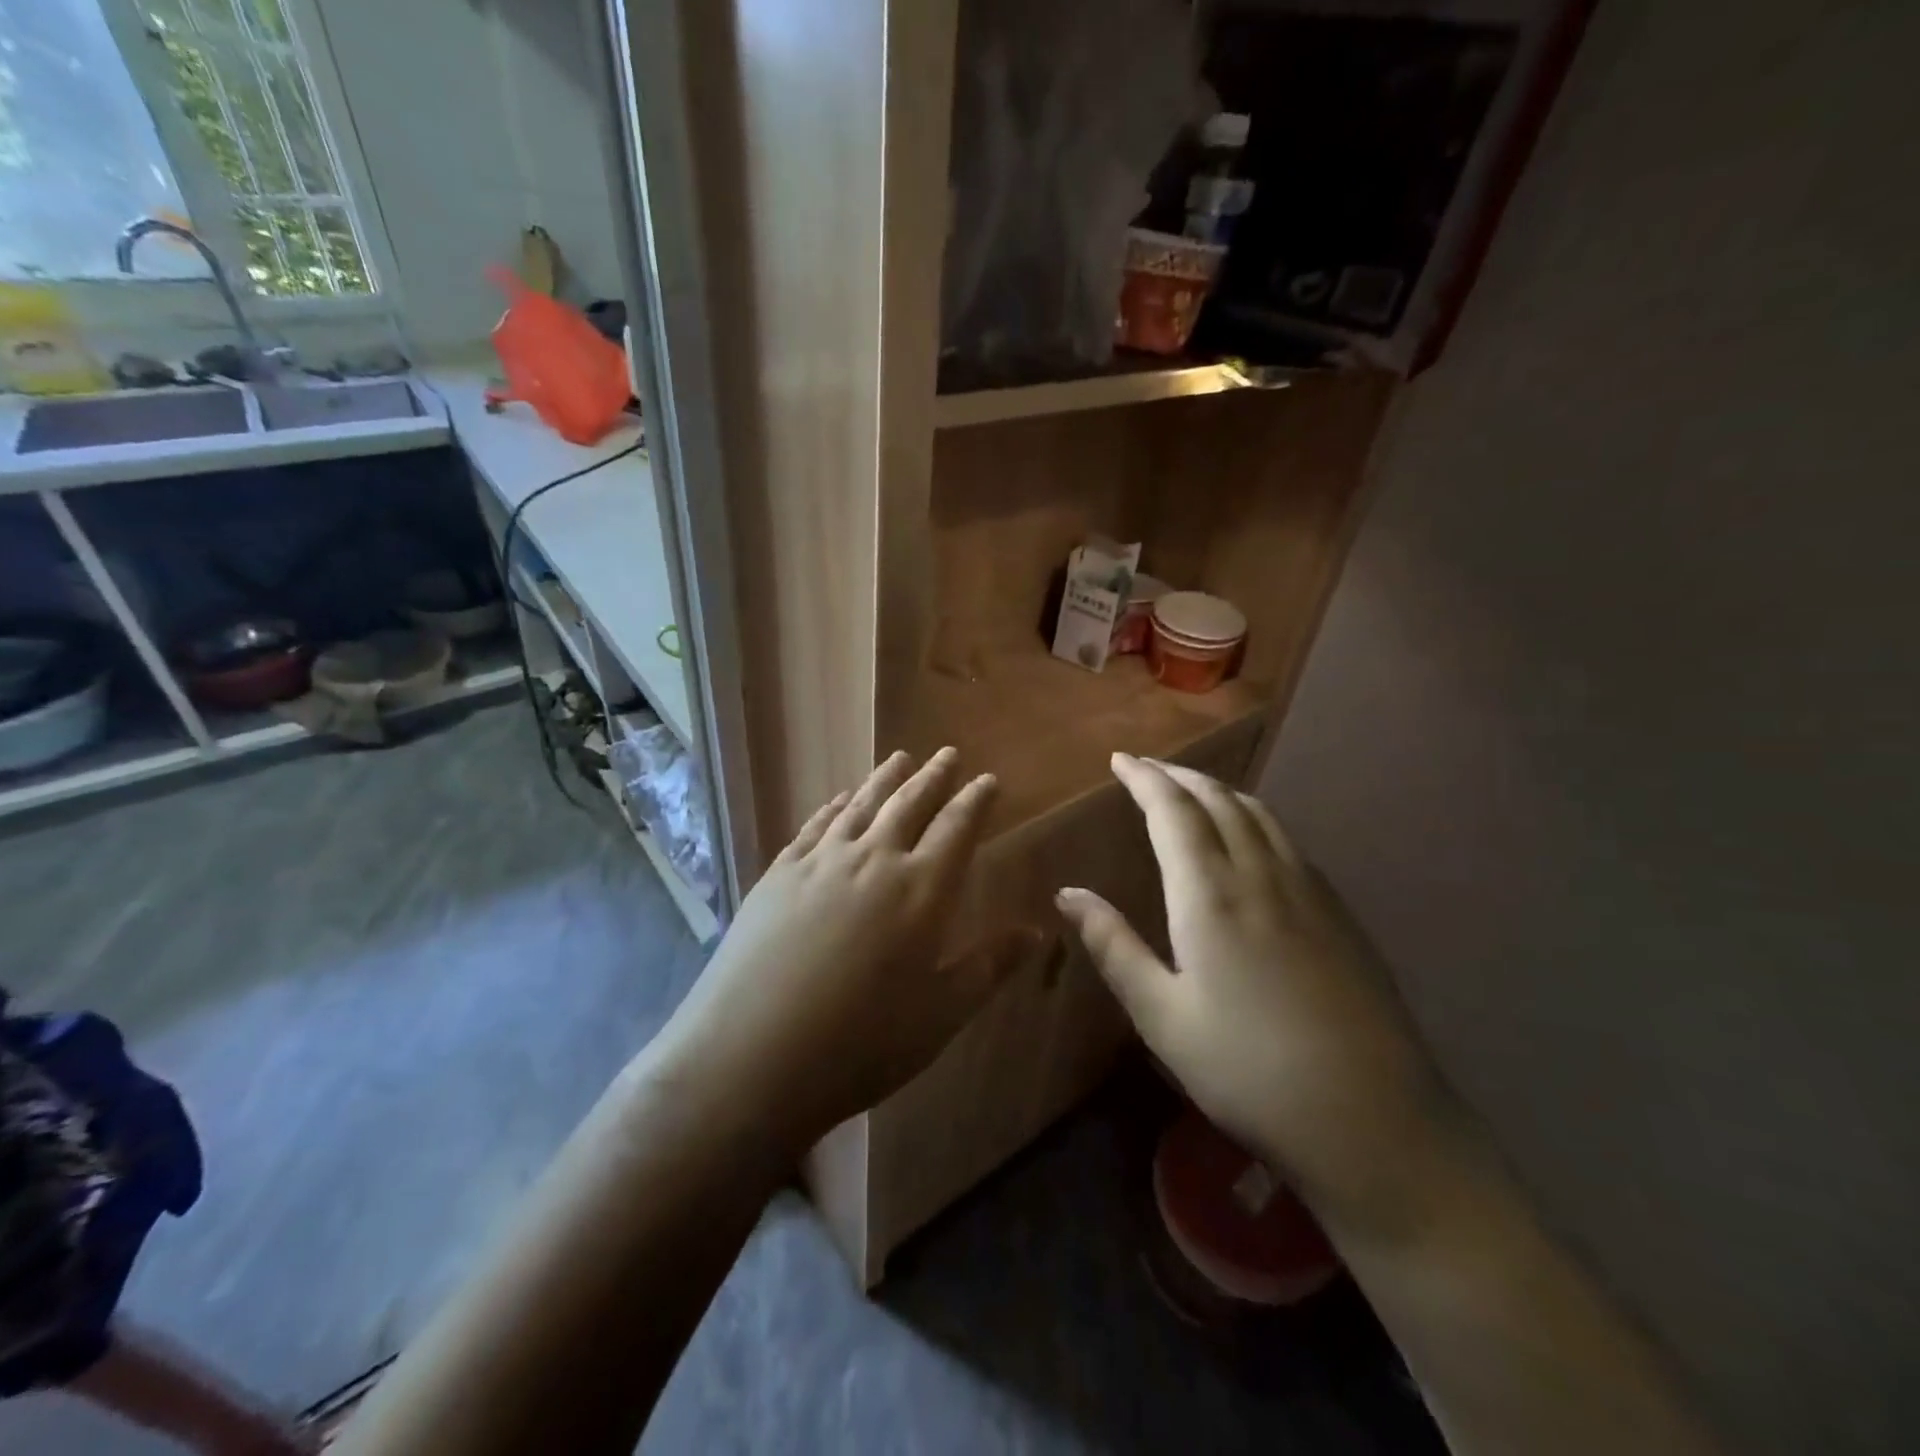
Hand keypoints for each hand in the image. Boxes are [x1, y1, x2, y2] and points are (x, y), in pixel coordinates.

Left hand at [652, 749, 1001, 1155]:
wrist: (750, 1056)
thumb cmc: (860, 1044)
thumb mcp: (940, 1015)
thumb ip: (989, 966)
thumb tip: (1036, 931)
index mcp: (921, 890)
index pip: (957, 828)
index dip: (976, 800)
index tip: (988, 779)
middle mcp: (874, 859)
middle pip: (910, 804)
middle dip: (934, 777)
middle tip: (948, 754)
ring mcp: (821, 861)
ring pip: (862, 805)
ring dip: (885, 779)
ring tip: (900, 758)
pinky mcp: (779, 873)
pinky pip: (816, 825)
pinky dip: (835, 806)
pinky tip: (841, 800)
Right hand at [1055, 754, 1455, 1229]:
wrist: (1373, 1121)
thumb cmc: (1248, 1071)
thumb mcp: (1162, 1016)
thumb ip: (1114, 946)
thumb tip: (1068, 894)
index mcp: (1210, 895)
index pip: (1172, 811)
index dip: (1144, 779)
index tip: (1120, 759)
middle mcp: (1261, 875)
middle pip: (1218, 800)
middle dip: (1179, 776)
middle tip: (1148, 768)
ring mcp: (1309, 890)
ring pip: (1259, 814)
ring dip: (1219, 790)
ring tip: (1193, 790)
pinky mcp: (1340, 913)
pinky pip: (1287, 840)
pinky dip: (1254, 818)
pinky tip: (1251, 840)